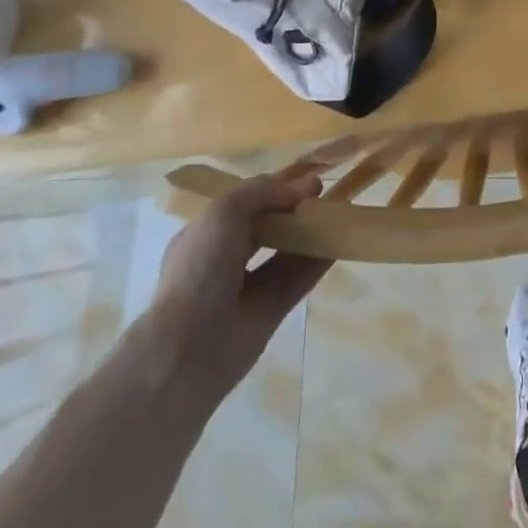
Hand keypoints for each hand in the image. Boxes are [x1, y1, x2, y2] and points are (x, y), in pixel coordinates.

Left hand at [131, 171, 331, 404]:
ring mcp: (247, 288)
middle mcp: (225, 259)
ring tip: (337, 213)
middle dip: (293, 209)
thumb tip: (297, 191)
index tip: (305, 180)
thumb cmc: (200, 267)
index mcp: (205, 234)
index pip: (244, 204)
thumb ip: (261, 193)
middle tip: (322, 194)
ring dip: (308, 233)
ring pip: (284, 253)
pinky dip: (317, 263)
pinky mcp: (269, 313)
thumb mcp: (224, 211)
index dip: (274, 189)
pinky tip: (338, 244)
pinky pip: (296, 281)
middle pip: (267, 227)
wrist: (189, 347)